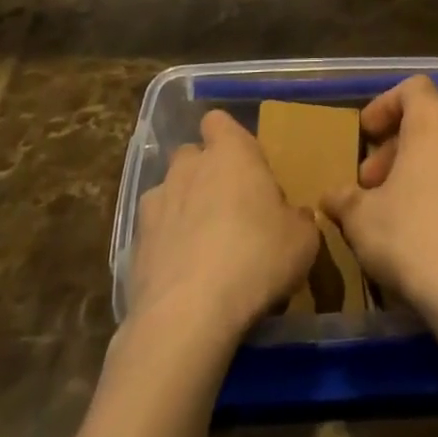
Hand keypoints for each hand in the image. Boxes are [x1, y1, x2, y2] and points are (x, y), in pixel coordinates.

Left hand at [130, 109, 319, 342]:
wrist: (188, 315)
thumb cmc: (255, 259)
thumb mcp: (302, 241)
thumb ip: (298, 220)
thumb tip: (294, 217)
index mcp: (231, 151)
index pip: (219, 121)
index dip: (228, 138)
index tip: (245, 166)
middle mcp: (189, 165)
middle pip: (192, 155)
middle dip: (205, 174)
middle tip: (229, 209)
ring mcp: (157, 201)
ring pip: (169, 191)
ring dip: (182, 208)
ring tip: (201, 247)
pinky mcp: (135, 241)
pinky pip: (154, 232)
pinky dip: (165, 245)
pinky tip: (181, 275)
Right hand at [321, 77, 437, 313]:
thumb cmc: (411, 235)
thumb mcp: (361, 217)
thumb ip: (344, 199)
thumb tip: (331, 196)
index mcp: (433, 120)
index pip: (412, 88)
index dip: (385, 105)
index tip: (366, 135)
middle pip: (430, 119)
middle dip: (398, 144)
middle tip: (373, 181)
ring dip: (422, 166)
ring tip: (398, 204)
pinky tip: (430, 226)